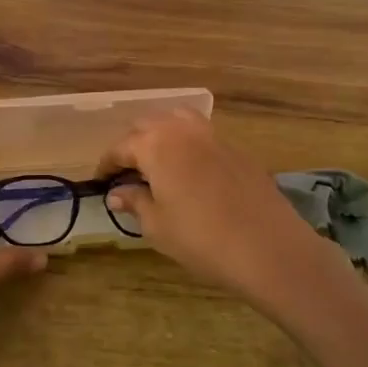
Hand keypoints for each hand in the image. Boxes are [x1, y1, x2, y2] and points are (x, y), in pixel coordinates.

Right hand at [100, 110, 353, 314]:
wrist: (267, 246)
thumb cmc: (201, 238)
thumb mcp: (157, 225)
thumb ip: (134, 202)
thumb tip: (117, 193)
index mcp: (155, 145)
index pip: (121, 147)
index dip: (107, 163)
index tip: (100, 180)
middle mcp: (182, 130)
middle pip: (148, 124)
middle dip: (132, 143)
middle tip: (126, 171)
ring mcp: (213, 135)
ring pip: (177, 120)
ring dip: (161, 134)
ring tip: (157, 161)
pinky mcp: (236, 148)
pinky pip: (202, 134)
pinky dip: (187, 143)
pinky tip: (190, 170)